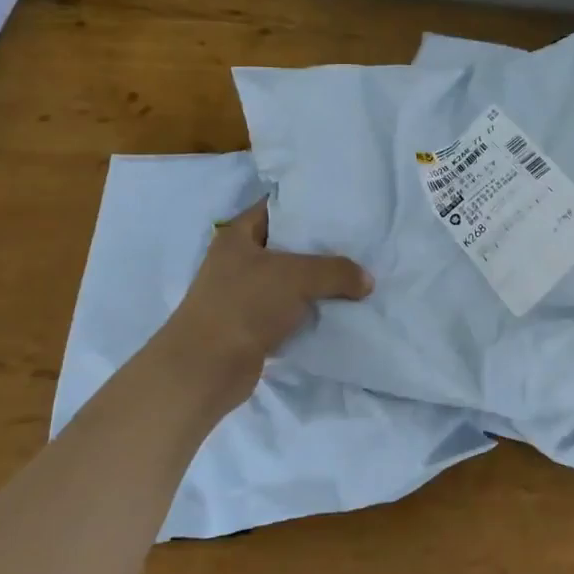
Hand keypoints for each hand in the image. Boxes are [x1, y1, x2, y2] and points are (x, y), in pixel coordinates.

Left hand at [152, 200, 371, 406]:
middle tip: (357, 243)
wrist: (206, 369)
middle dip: (320, 246)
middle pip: (286, 245)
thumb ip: (337, 271)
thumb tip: (367, 281)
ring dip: (317, 283)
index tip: (340, 206)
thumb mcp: (298, 277)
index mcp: (237, 236)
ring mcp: (242, 295)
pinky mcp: (251, 326)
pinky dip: (309, 311)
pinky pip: (288, 311)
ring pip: (289, 280)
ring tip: (355, 275)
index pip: (276, 207)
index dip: (307, 204)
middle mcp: (237, 261)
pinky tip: (338, 309)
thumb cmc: (245, 305)